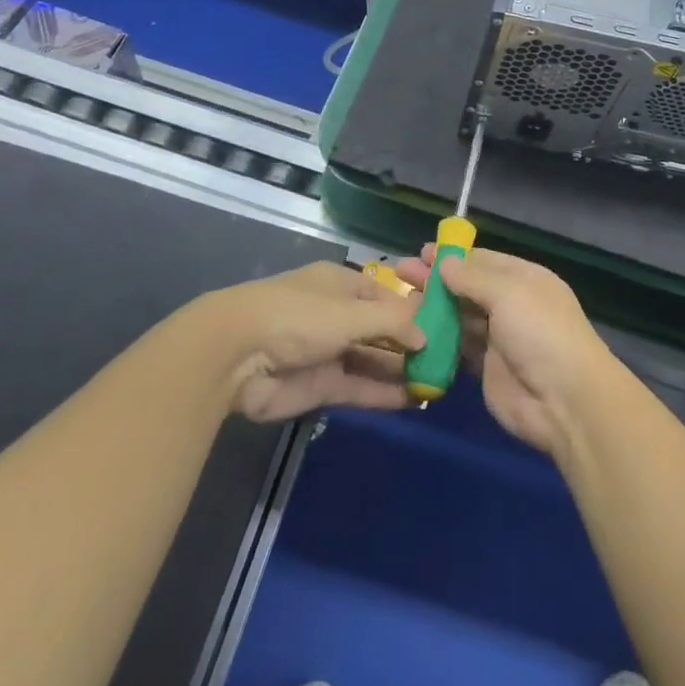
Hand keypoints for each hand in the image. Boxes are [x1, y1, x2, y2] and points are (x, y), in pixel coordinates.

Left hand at [204, 263, 424, 423]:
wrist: (236, 356)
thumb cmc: (298, 315)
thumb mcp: (351, 312)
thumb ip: (392, 323)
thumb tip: (427, 335)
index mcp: (341, 285)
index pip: (386, 295)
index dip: (414, 310)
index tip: (446, 326)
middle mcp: (337, 315)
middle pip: (381, 330)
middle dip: (411, 343)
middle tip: (449, 360)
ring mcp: (327, 352)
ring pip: (372, 360)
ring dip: (401, 370)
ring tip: (438, 382)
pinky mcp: (319, 386)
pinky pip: (359, 387)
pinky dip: (384, 393)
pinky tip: (414, 400)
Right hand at [396, 246, 615, 455]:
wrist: (565, 401)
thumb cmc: (541, 333)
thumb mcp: (509, 294)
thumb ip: (473, 278)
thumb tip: (444, 262)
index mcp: (524, 279)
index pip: (483, 260)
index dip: (453, 256)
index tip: (421, 252)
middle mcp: (511, 304)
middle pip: (467, 287)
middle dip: (436, 280)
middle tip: (400, 272)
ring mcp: (499, 338)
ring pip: (460, 317)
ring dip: (433, 308)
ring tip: (399, 301)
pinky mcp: (486, 369)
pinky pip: (458, 348)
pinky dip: (438, 340)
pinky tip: (412, 332)